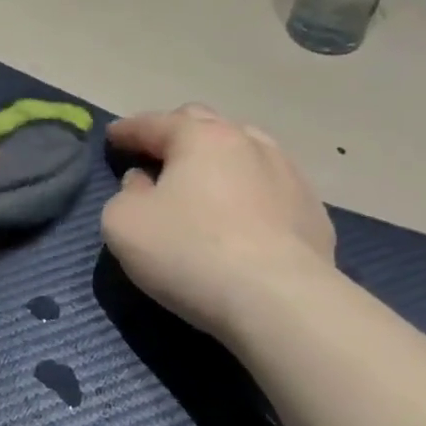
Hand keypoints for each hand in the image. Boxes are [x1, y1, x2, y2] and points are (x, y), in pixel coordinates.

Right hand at [102, 105, 336, 335]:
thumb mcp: (124, 224)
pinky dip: (249, 191)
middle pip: (204, 124)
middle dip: (175, 133)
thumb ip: (125, 195)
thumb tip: (143, 183)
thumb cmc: (190, 253)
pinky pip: (271, 187)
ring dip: (218, 158)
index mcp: (199, 137)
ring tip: (204, 179)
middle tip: (156, 154)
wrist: (281, 302)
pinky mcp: (313, 212)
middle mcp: (247, 143)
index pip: (153, 123)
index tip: (112, 137)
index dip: (127, 130)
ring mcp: (288, 174)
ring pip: (245, 150)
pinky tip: (243, 215)